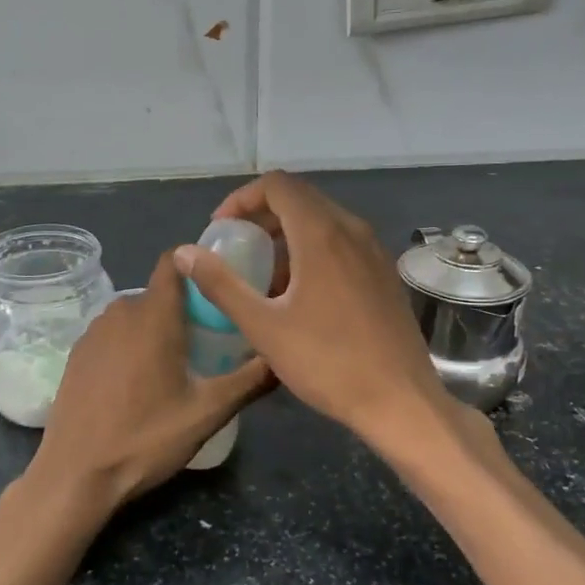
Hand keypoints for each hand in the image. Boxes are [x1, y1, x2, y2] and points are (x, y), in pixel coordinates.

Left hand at [30, 251, 271, 514]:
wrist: (75, 475)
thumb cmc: (144, 439)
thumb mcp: (207, 414)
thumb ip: (249, 381)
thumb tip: (282, 359)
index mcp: (153, 316)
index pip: (174, 262)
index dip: (198, 264)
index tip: (221, 285)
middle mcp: (120, 312)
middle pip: (160, 293)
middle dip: (186, 308)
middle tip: (211, 340)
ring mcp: (93, 332)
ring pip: (136, 314)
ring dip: (158, 328)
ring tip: (179, 364)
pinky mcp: (76, 354)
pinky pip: (114, 334)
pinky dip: (132, 344)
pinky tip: (140, 383)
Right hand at [173, 171, 456, 453]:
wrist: (400, 400)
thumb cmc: (328, 362)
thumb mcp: (264, 326)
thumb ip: (221, 284)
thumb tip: (185, 253)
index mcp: (322, 234)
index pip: (277, 185)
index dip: (242, 199)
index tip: (221, 230)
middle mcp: (352, 230)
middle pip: (300, 199)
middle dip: (262, 216)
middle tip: (237, 249)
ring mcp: (374, 251)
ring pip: (323, 221)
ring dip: (287, 235)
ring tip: (263, 275)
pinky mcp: (384, 273)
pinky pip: (342, 243)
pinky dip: (313, 250)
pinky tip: (300, 294)